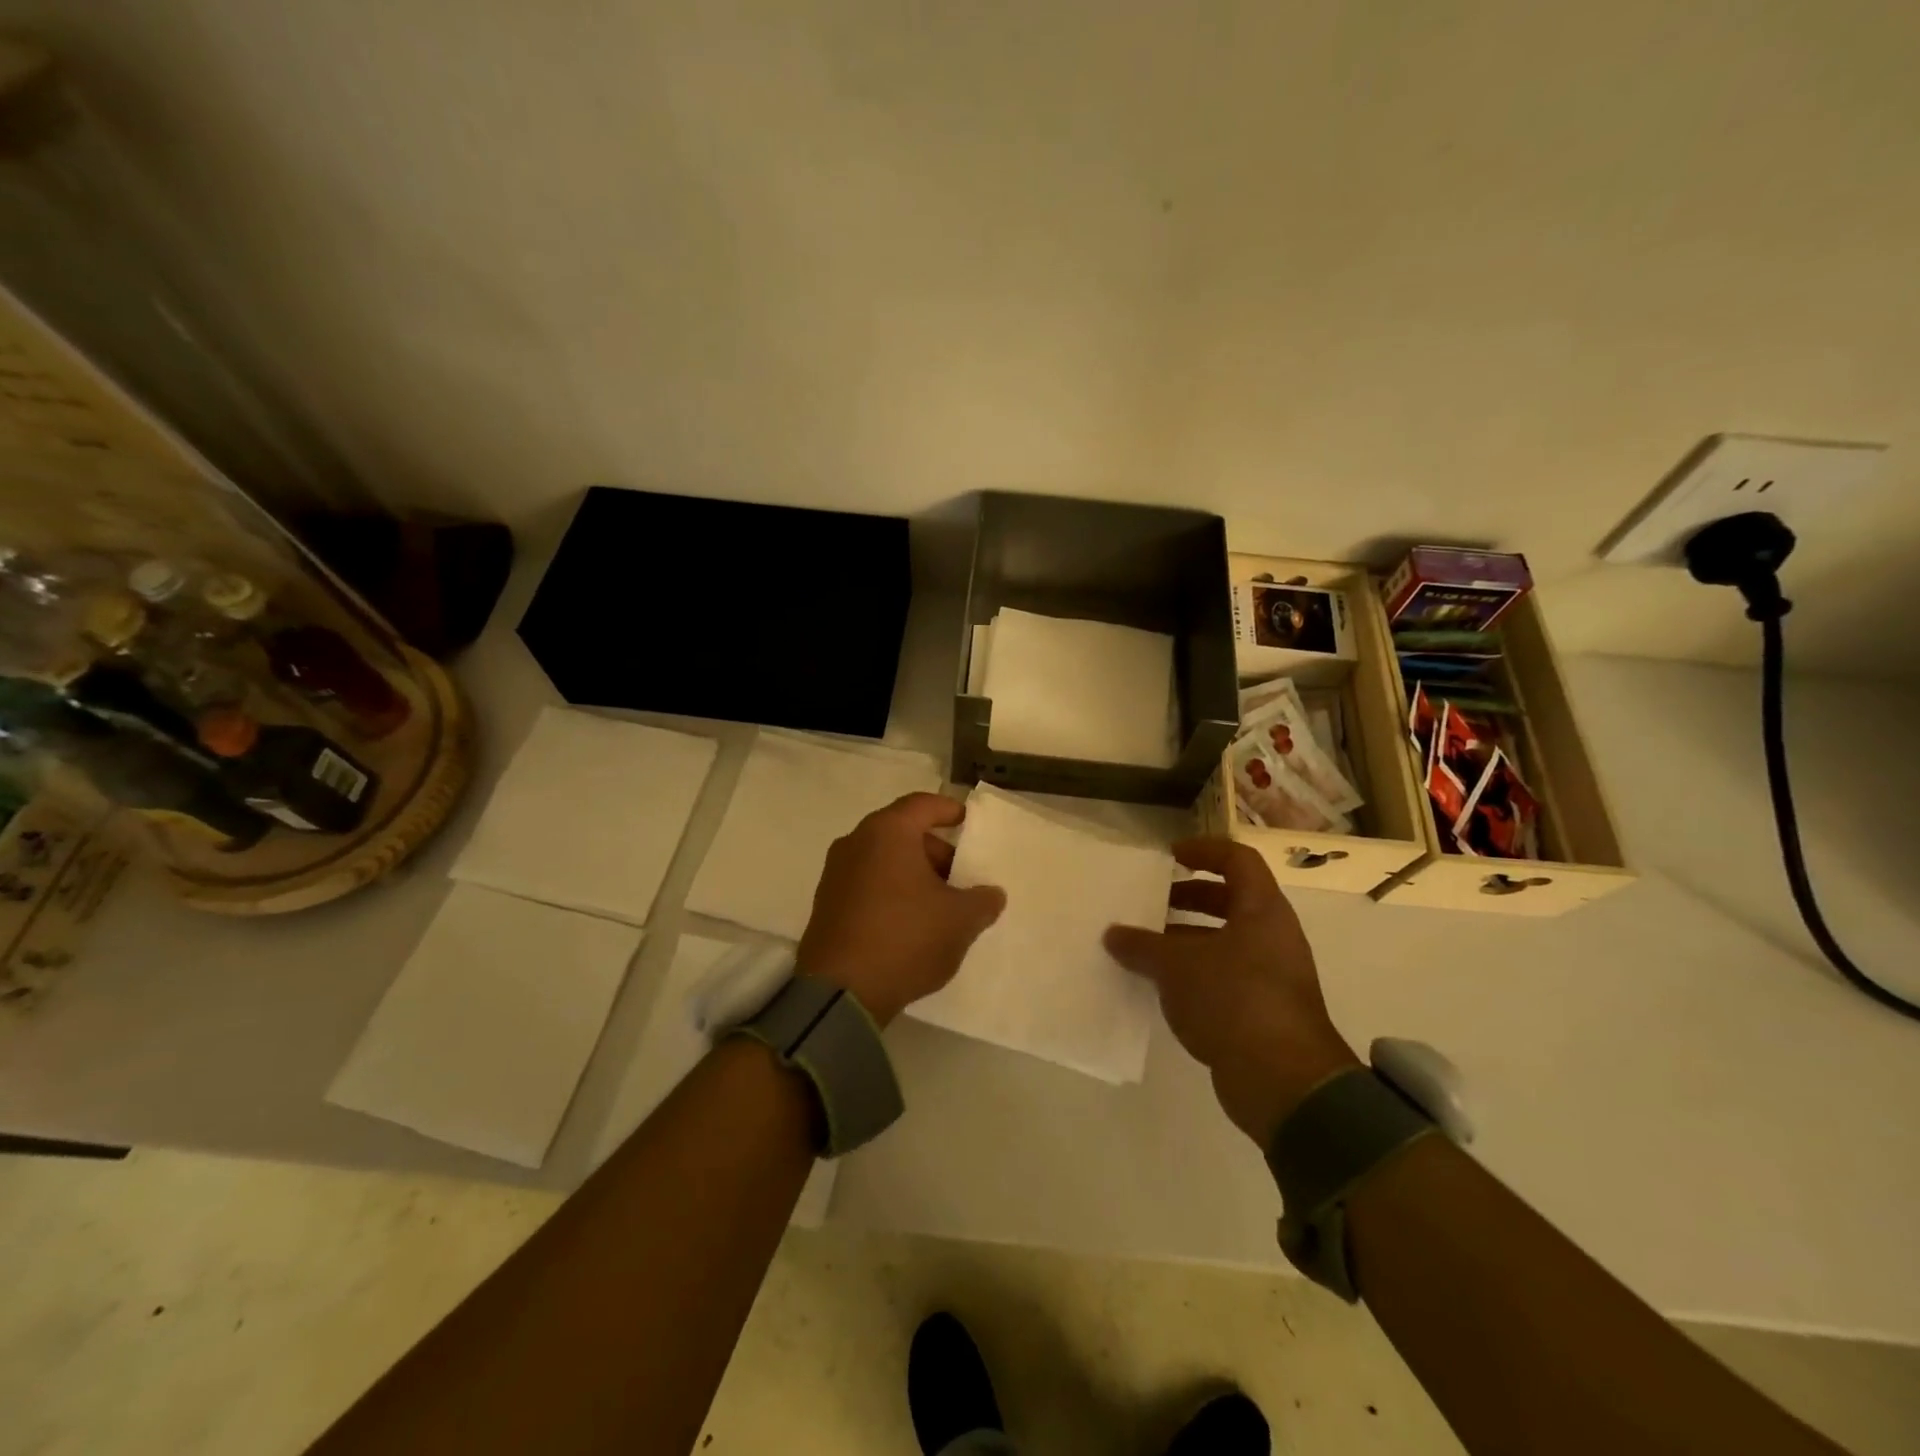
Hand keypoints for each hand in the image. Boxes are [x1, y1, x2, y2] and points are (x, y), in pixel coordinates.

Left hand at [796, 792, 1006, 1025]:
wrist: (840, 992)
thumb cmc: (905, 938)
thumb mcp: (959, 920)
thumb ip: (982, 901)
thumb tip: (991, 894)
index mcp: (887, 832)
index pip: (923, 805)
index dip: (949, 810)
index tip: (968, 822)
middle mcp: (856, 843)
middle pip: (902, 832)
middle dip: (934, 851)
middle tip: (959, 877)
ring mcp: (835, 874)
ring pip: (884, 860)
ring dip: (913, 874)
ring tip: (938, 906)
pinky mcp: (826, 904)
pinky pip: (866, 883)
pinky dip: (891, 892)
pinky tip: (909, 923)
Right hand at [1104, 839, 1360, 1143]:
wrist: (1283, 1080)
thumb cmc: (1233, 999)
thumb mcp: (1176, 966)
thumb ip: (1142, 946)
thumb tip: (1112, 934)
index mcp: (1262, 910)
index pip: (1238, 860)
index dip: (1204, 850)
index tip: (1170, 855)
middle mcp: (1273, 936)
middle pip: (1231, 900)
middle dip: (1190, 897)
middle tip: (1153, 902)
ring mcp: (1272, 975)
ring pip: (1225, 941)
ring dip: (1187, 938)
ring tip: (1145, 946)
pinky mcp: (1263, 1011)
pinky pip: (1225, 976)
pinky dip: (1194, 973)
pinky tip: (1161, 986)